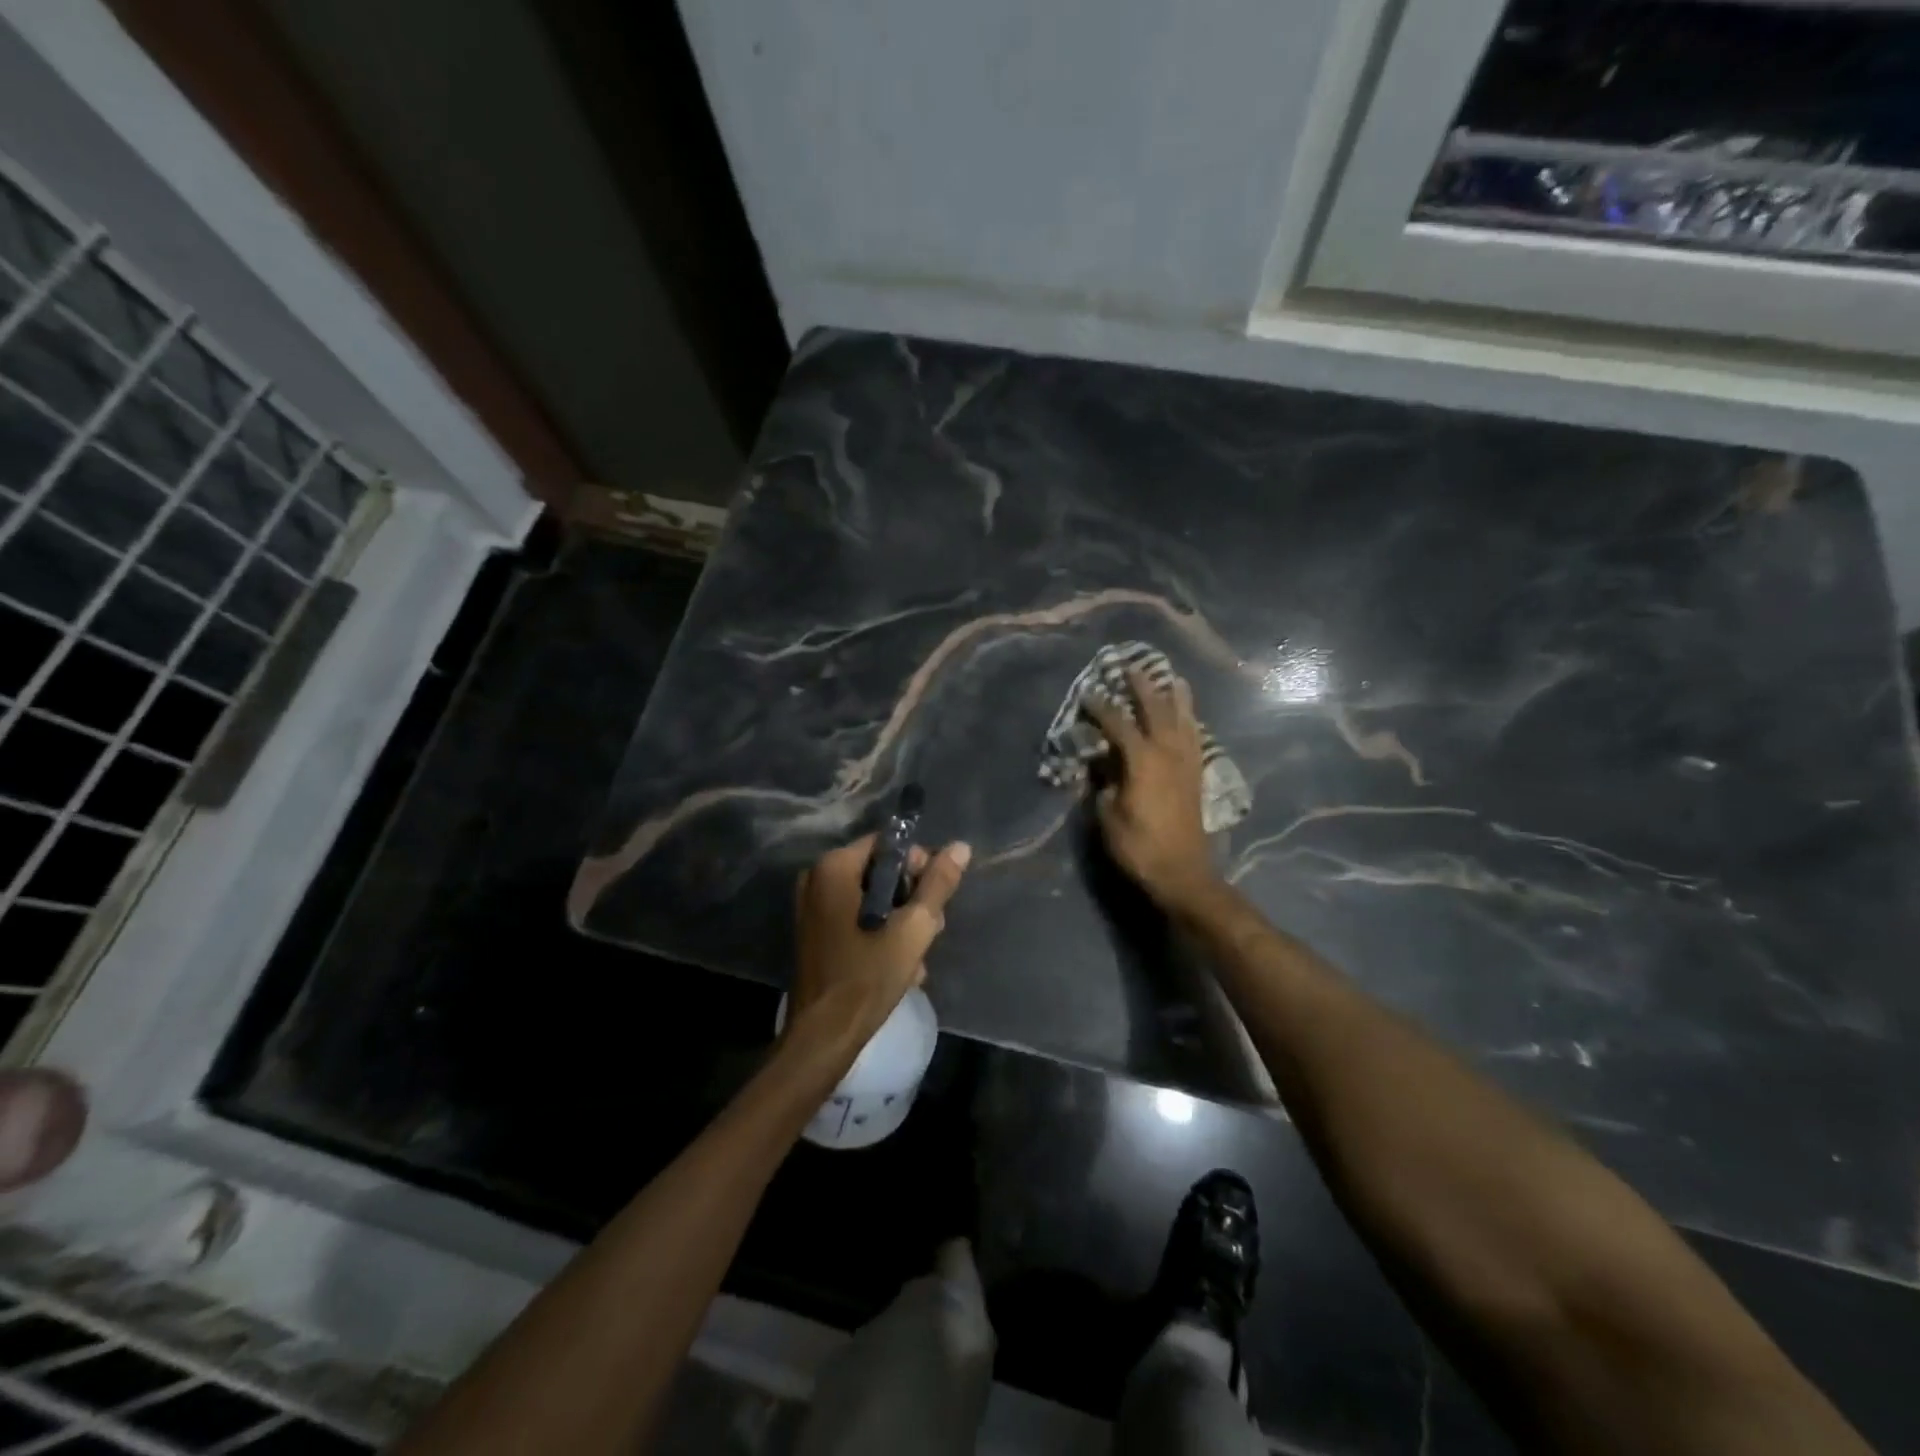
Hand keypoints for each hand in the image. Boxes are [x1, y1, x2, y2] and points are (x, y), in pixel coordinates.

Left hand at [788, 834, 971, 1050]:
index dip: (919, 867)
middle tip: (930, 931)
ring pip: (872, 898)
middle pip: (881, 872)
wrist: (824, 1036)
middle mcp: (817, 878)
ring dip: (900, 922)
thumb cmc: (868, 976)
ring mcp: (812, 907)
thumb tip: (960, 847)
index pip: (889, 846)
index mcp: (834, 867)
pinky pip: (857, 917)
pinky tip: (900, 964)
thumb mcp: (913, 928)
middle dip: (911, 900)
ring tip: (917, 955)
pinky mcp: (815, 933)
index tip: (933, 901)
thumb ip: (938, 884)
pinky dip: (880, 934)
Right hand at [1082, 667, 1219, 913]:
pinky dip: (1191, 721)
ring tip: (1171, 678)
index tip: (1088, 693)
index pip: (1119, 724)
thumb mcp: (1108, 816)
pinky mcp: (1197, 775)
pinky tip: (1189, 716)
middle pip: (1156, 709)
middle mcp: (1168, 753)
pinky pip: (1196, 737)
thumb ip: (1104, 784)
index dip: (1101, 707)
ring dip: (1175, 697)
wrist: (1183, 873)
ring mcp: (1187, 762)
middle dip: (1142, 687)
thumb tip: (1102, 764)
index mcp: (1143, 760)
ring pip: (1183, 719)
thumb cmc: (1139, 846)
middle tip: (1131, 666)